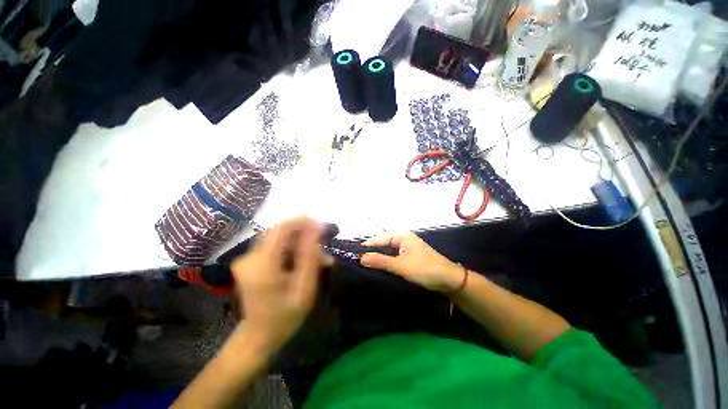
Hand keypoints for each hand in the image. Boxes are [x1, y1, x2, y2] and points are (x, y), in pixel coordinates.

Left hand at [231, 217, 332, 353]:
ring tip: (318, 260)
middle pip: (281, 232)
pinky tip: (303, 262)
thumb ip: (310, 256)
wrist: (258, 337)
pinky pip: (275, 247)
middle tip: (323, 250)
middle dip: (304, 236)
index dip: (302, 222)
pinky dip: (292, 251)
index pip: (281, 228)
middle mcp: (250, 257)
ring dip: (300, 245)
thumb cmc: (284, 316)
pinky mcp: (250, 261)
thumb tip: (316, 228)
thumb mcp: (304, 288)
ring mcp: (247, 259)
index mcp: (262, 264)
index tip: (320, 226)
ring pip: (280, 239)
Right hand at [360, 232, 463, 292]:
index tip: (354, 254)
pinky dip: (386, 261)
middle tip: (358, 261)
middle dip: (372, 252)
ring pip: (388, 251)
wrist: (448, 279)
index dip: (367, 246)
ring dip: (379, 257)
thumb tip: (361, 258)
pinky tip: (379, 267)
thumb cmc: (424, 269)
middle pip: (383, 244)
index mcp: (401, 236)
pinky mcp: (409, 257)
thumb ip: (381, 261)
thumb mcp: (401, 265)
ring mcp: (406, 248)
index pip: (379, 238)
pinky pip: (393, 256)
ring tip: (365, 264)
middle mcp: (403, 239)